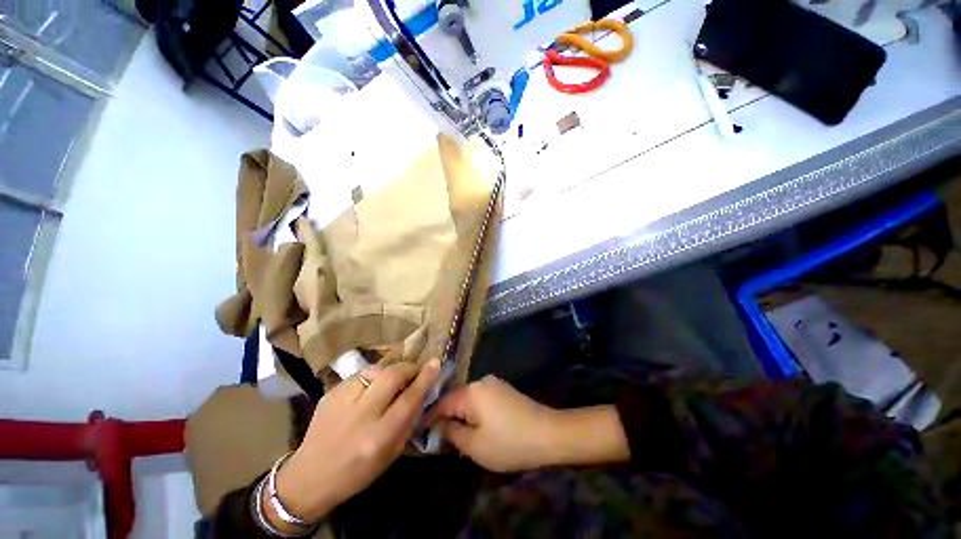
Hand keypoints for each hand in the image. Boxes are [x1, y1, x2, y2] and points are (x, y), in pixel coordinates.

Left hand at [269, 360, 440, 528]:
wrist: (308, 477)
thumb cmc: (357, 472)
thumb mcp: (390, 454)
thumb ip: (407, 421)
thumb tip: (420, 392)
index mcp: (378, 437)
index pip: (408, 398)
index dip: (424, 378)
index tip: (435, 363)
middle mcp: (361, 415)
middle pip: (392, 376)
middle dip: (408, 368)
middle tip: (413, 371)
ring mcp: (342, 401)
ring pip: (376, 370)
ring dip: (390, 372)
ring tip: (392, 381)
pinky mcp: (330, 393)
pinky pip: (360, 375)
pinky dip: (372, 378)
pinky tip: (370, 388)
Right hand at [430, 375, 630, 472]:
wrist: (548, 433)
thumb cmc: (509, 443)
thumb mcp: (474, 446)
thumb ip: (452, 433)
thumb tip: (438, 425)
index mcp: (471, 391)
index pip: (442, 402)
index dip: (429, 417)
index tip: (417, 429)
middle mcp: (480, 381)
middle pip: (455, 399)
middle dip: (446, 417)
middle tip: (437, 437)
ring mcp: (494, 384)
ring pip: (468, 399)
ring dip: (460, 415)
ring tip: (454, 435)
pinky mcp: (503, 390)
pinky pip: (480, 399)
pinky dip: (473, 412)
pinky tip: (474, 426)